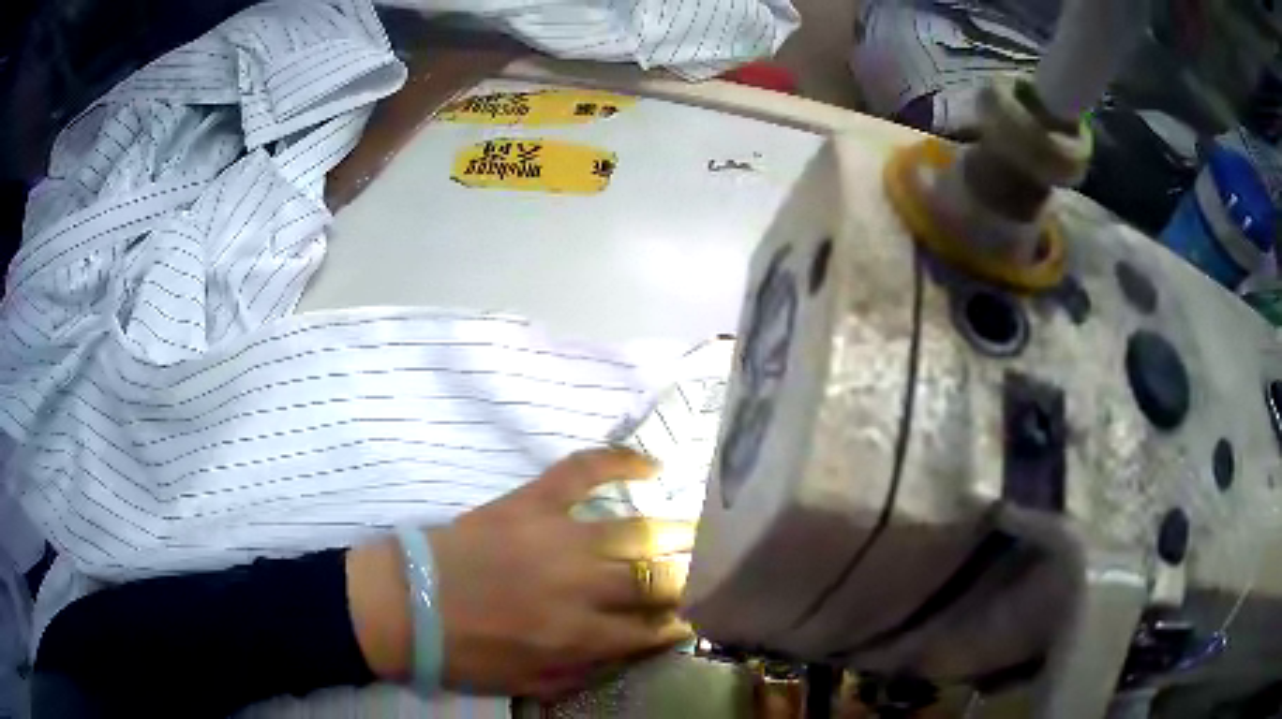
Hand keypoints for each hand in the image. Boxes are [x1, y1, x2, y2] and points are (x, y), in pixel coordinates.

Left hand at [431, 447, 695, 697]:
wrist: (406, 605)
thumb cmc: (468, 652)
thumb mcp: (532, 683)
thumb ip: (589, 671)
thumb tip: (637, 649)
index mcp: (580, 636)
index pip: (654, 629)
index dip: (681, 624)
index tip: (694, 617)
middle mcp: (581, 587)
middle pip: (659, 579)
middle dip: (693, 578)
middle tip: (708, 573)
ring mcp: (558, 538)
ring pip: (638, 531)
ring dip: (678, 534)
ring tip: (700, 532)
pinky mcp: (532, 503)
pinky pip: (583, 471)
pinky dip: (620, 461)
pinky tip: (652, 465)